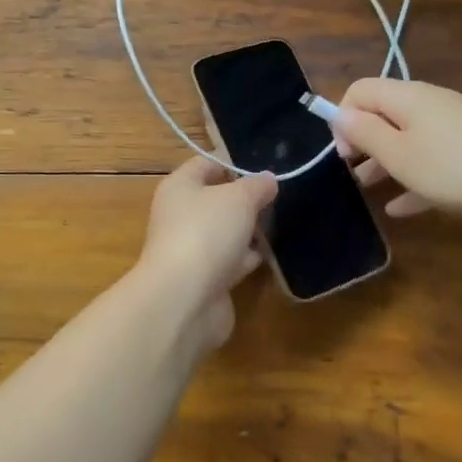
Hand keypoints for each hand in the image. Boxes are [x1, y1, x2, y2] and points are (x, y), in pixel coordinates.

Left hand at [136, 157, 277, 344]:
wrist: (184, 299)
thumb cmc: (206, 233)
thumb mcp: (238, 198)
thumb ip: (256, 186)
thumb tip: (267, 179)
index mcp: (179, 187)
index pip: (206, 164)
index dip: (234, 162)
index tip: (267, 166)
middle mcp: (180, 215)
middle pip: (217, 199)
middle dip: (246, 199)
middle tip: (281, 196)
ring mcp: (191, 249)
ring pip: (225, 232)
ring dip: (249, 230)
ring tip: (282, 222)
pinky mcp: (205, 279)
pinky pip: (230, 261)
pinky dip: (247, 258)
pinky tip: (271, 255)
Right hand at [330, 78, 461, 216]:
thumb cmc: (453, 166)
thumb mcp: (399, 154)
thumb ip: (365, 133)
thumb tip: (340, 115)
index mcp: (405, 97)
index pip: (360, 90)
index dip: (343, 117)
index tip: (344, 153)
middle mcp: (428, 103)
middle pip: (383, 113)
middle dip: (363, 142)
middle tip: (353, 172)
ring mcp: (453, 124)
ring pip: (407, 137)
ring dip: (385, 161)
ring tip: (369, 191)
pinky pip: (432, 157)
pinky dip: (414, 176)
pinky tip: (402, 209)